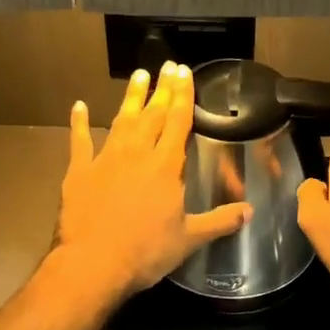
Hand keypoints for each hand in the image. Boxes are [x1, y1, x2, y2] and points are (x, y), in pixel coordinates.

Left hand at [52, 62, 251, 300]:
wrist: (92, 263)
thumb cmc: (145, 252)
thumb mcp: (188, 239)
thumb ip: (219, 222)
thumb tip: (250, 211)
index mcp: (165, 167)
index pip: (178, 122)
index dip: (183, 96)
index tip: (185, 72)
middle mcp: (137, 153)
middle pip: (152, 114)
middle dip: (162, 89)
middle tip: (168, 65)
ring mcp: (105, 159)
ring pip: (122, 120)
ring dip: (131, 97)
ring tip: (139, 75)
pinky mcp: (79, 171)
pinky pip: (80, 140)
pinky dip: (79, 123)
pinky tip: (78, 106)